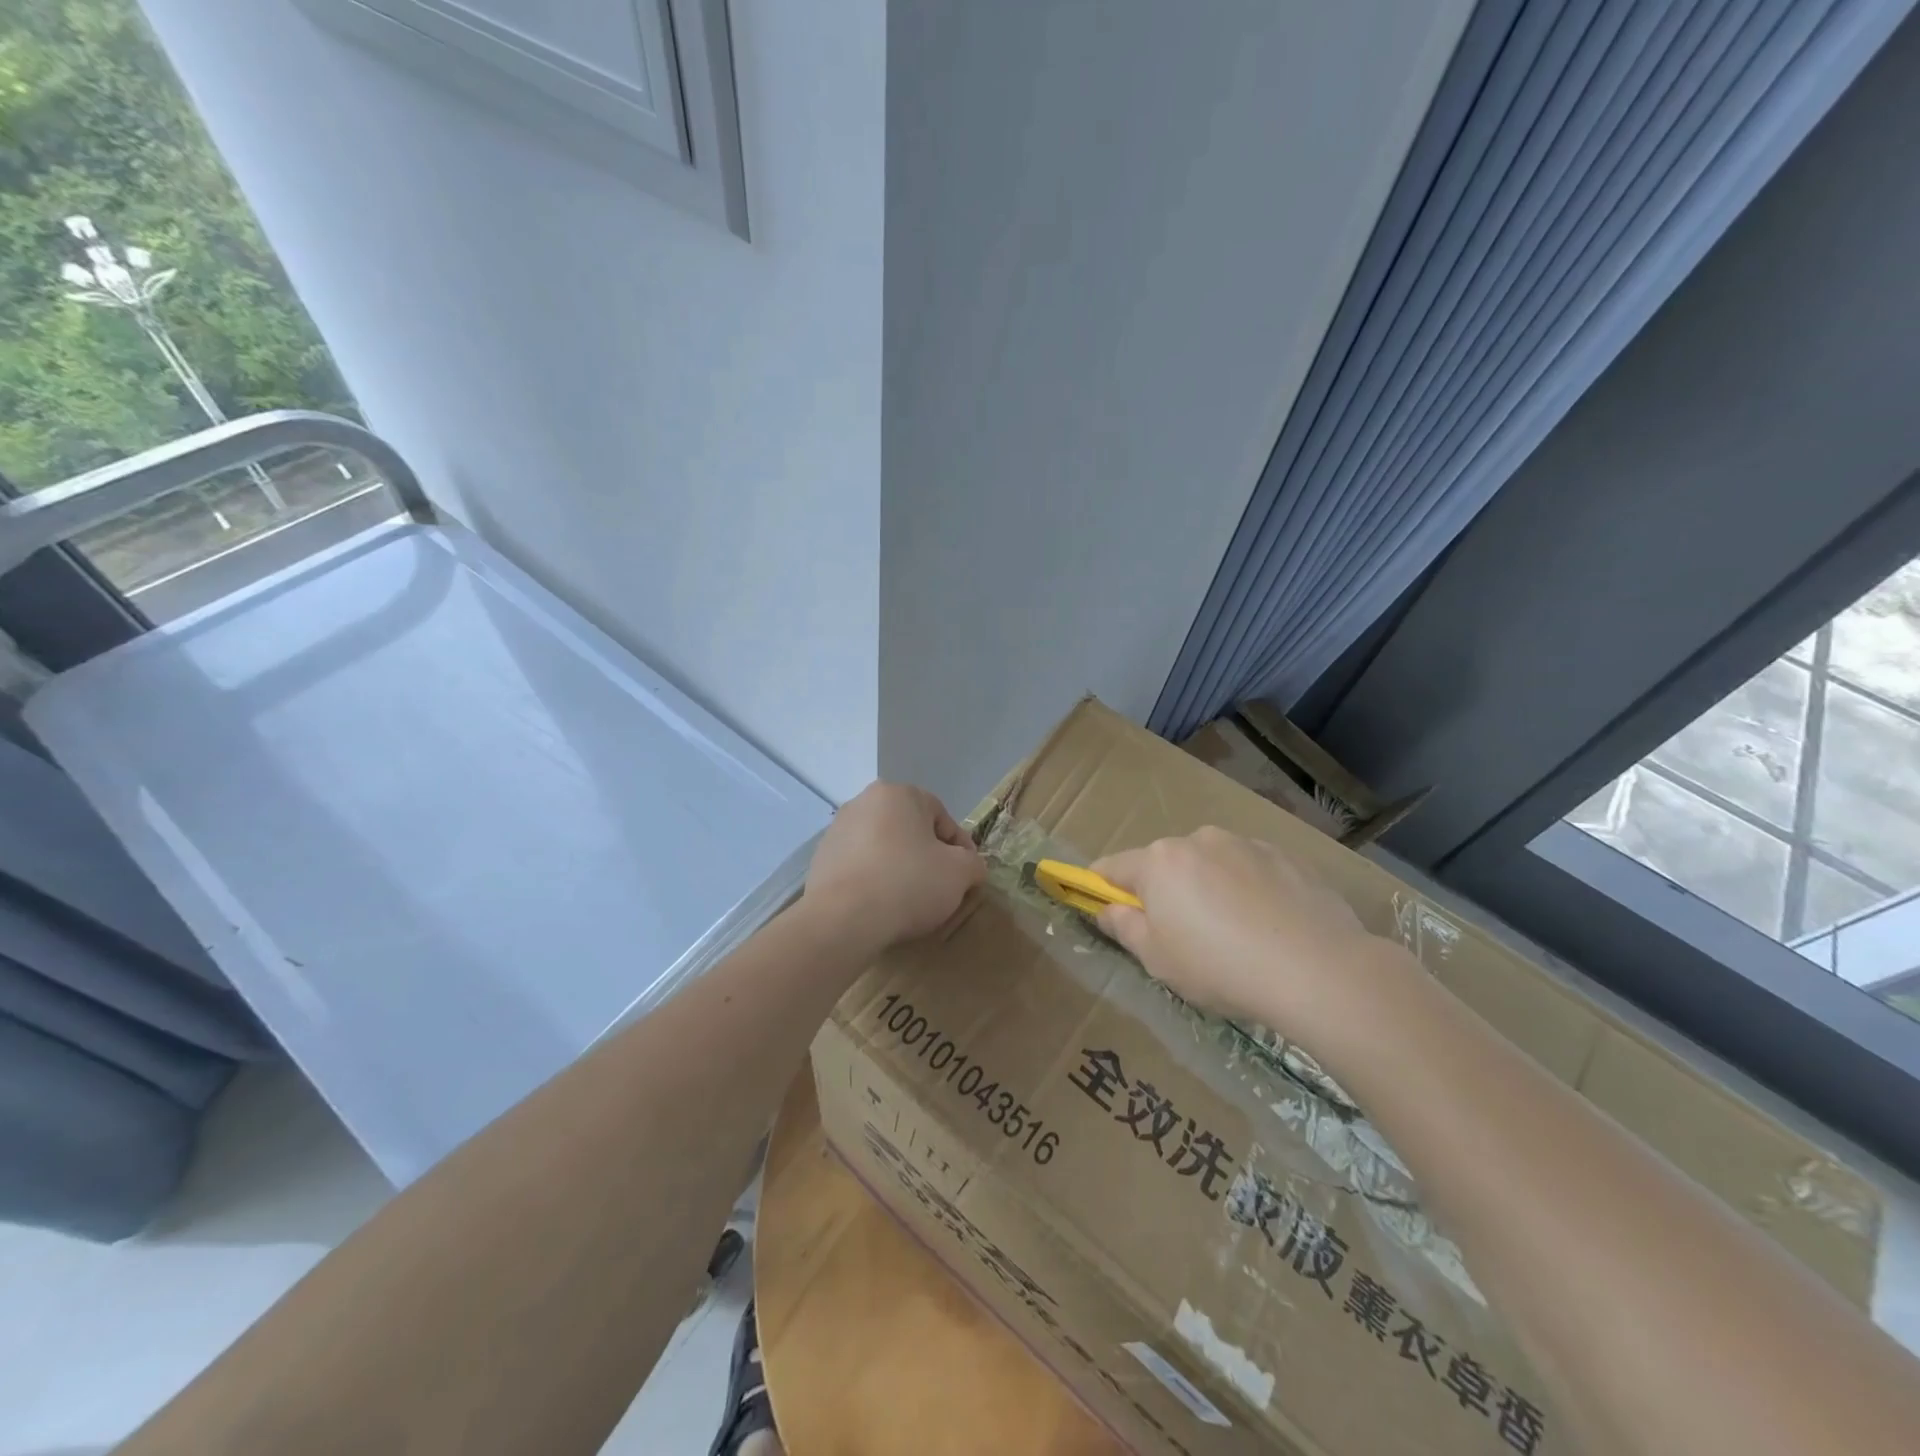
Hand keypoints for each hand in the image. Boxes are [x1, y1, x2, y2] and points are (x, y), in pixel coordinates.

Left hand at [804, 783, 984, 954]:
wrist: (843, 919)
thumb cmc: (908, 883)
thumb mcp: (960, 873)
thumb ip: (972, 863)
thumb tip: (970, 866)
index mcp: (898, 794)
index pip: (941, 817)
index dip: (960, 848)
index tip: (966, 875)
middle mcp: (864, 802)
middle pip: (910, 830)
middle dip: (927, 855)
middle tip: (940, 887)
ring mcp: (837, 830)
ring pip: (883, 847)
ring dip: (899, 867)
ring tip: (909, 900)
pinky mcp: (821, 859)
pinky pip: (860, 866)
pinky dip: (874, 880)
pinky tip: (881, 905)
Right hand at [1091, 826, 1392, 1025]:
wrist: (1317, 969)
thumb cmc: (1219, 967)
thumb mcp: (1157, 959)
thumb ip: (1124, 928)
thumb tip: (1107, 910)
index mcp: (1159, 862)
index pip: (1112, 866)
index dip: (1102, 886)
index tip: (1105, 906)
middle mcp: (1197, 840)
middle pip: (1165, 863)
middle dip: (1165, 890)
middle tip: (1181, 935)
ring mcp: (1245, 844)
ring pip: (1210, 864)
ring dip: (1209, 887)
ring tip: (1234, 933)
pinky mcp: (1285, 856)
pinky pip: (1251, 870)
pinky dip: (1249, 890)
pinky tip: (1268, 926)